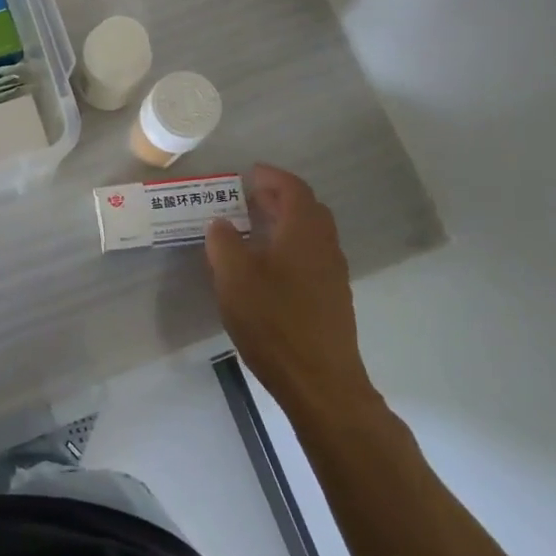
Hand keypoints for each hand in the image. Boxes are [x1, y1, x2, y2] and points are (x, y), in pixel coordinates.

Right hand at [206, 163, 382, 421]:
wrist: (320, 383)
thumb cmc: (274, 321)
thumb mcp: (234, 277)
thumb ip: (223, 243)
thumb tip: (221, 223)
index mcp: (303, 231)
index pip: (293, 188)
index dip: (272, 176)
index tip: (249, 173)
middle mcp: (325, 246)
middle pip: (307, 209)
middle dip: (279, 198)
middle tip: (249, 198)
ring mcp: (333, 275)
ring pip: (311, 235)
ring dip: (286, 224)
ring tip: (254, 231)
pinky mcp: (333, 300)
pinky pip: (312, 257)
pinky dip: (291, 248)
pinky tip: (268, 268)